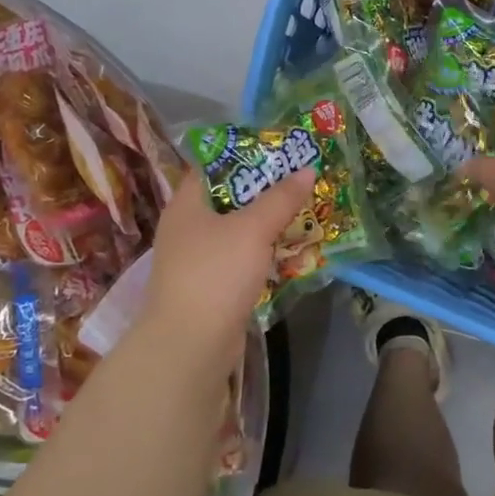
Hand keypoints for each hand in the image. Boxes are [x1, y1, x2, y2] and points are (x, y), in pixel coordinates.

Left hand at [134, 167, 314, 367]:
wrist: (190, 345)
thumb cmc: (216, 273)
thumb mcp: (253, 229)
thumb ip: (281, 198)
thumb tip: (307, 170)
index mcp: (187, 203)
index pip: (215, 165)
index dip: (247, 153)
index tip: (282, 150)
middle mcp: (188, 226)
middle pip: (230, 197)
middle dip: (266, 189)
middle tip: (301, 179)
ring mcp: (197, 258)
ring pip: (237, 229)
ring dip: (267, 222)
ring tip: (304, 211)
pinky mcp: (210, 285)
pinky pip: (240, 257)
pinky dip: (262, 251)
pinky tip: (289, 249)